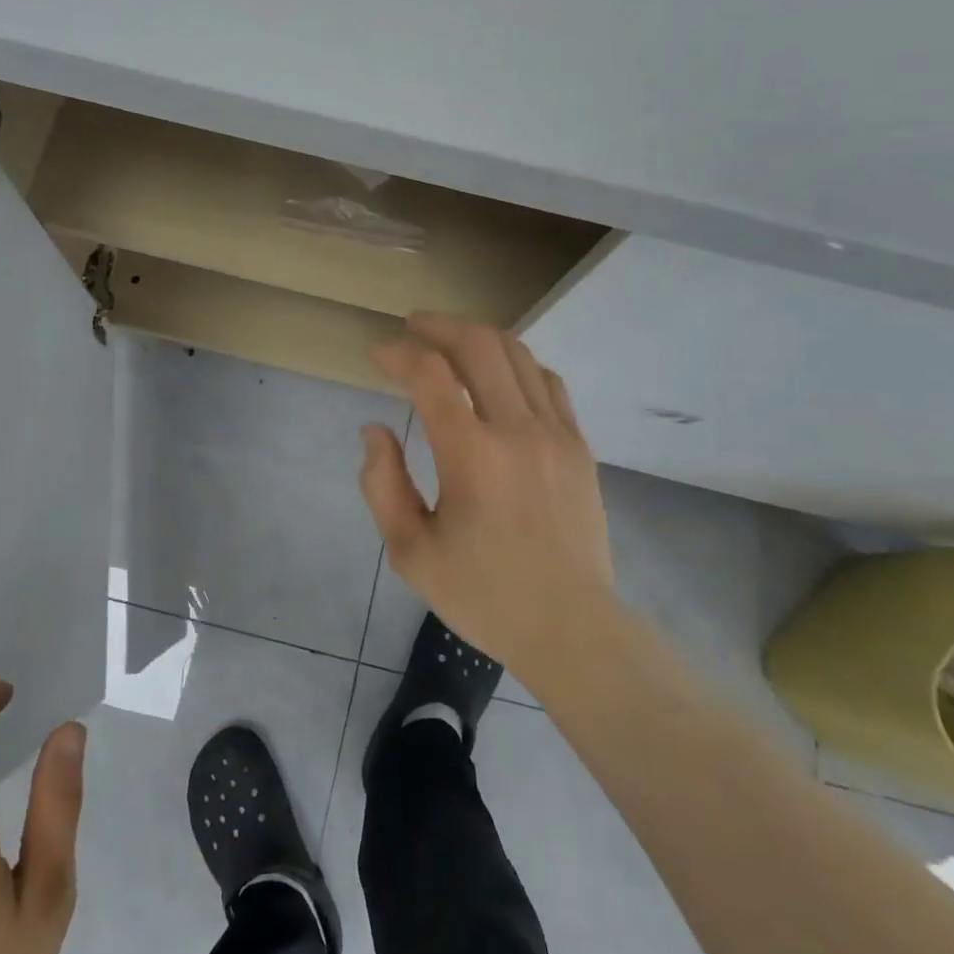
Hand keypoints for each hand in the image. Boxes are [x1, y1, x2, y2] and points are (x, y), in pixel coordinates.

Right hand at [360, 315, 616, 685]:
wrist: (570, 626)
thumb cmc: (483, 595)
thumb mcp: (410, 553)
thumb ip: (382, 484)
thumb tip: (375, 429)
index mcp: (471, 455)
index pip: (430, 374)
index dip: (397, 353)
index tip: (376, 353)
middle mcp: (516, 430)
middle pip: (478, 345)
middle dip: (439, 326)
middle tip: (412, 328)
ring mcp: (555, 433)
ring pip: (517, 355)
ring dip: (478, 337)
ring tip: (450, 341)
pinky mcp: (579, 445)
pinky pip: (547, 382)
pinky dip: (517, 364)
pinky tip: (499, 374)